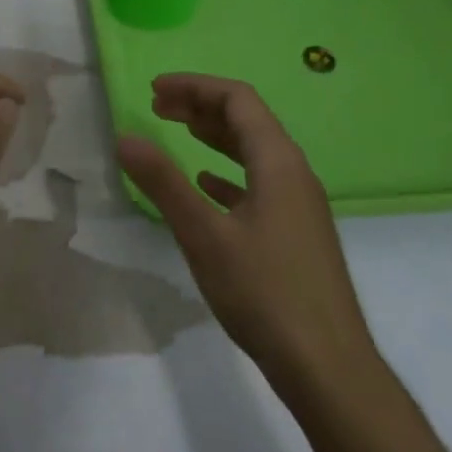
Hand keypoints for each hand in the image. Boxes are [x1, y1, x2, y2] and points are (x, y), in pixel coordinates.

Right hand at [117, 73, 378, 400]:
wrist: (326, 365)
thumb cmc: (264, 292)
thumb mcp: (203, 234)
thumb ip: (163, 182)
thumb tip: (124, 137)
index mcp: (278, 163)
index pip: (237, 100)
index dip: (194, 86)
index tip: (153, 90)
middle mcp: (294, 174)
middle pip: (247, 120)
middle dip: (201, 106)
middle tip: (157, 106)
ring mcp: (298, 205)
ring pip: (253, 152)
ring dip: (214, 136)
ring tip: (177, 131)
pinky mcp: (295, 233)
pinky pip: (258, 183)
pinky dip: (227, 173)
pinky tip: (206, 185)